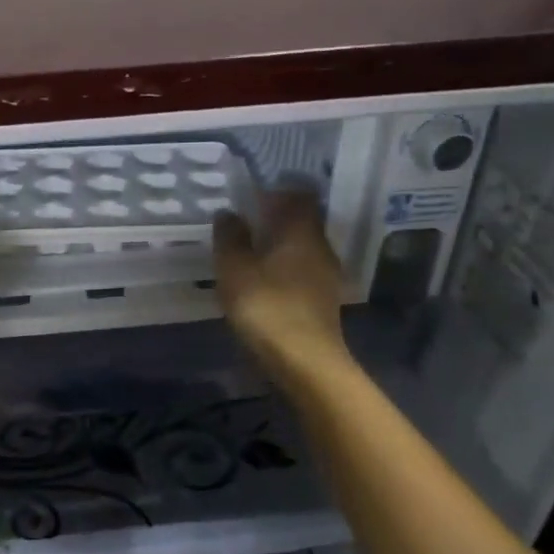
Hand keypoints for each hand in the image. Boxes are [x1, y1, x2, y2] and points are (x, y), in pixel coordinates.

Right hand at [213, 192, 347, 379]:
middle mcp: (320, 247)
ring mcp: (325, 275)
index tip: (253, 193)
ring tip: (249, 250)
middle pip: (302, 221)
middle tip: (245, 220)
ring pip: (302, 247)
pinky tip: (262, 279)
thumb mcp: (235, 270)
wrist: (306, 362)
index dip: (278, 190)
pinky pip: (301, 270)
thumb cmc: (268, 308)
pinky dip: (283, 268)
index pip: (300, 195)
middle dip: (276, 218)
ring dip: (279, 245)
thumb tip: (228, 213)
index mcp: (302, 231)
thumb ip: (231, 238)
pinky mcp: (322, 300)